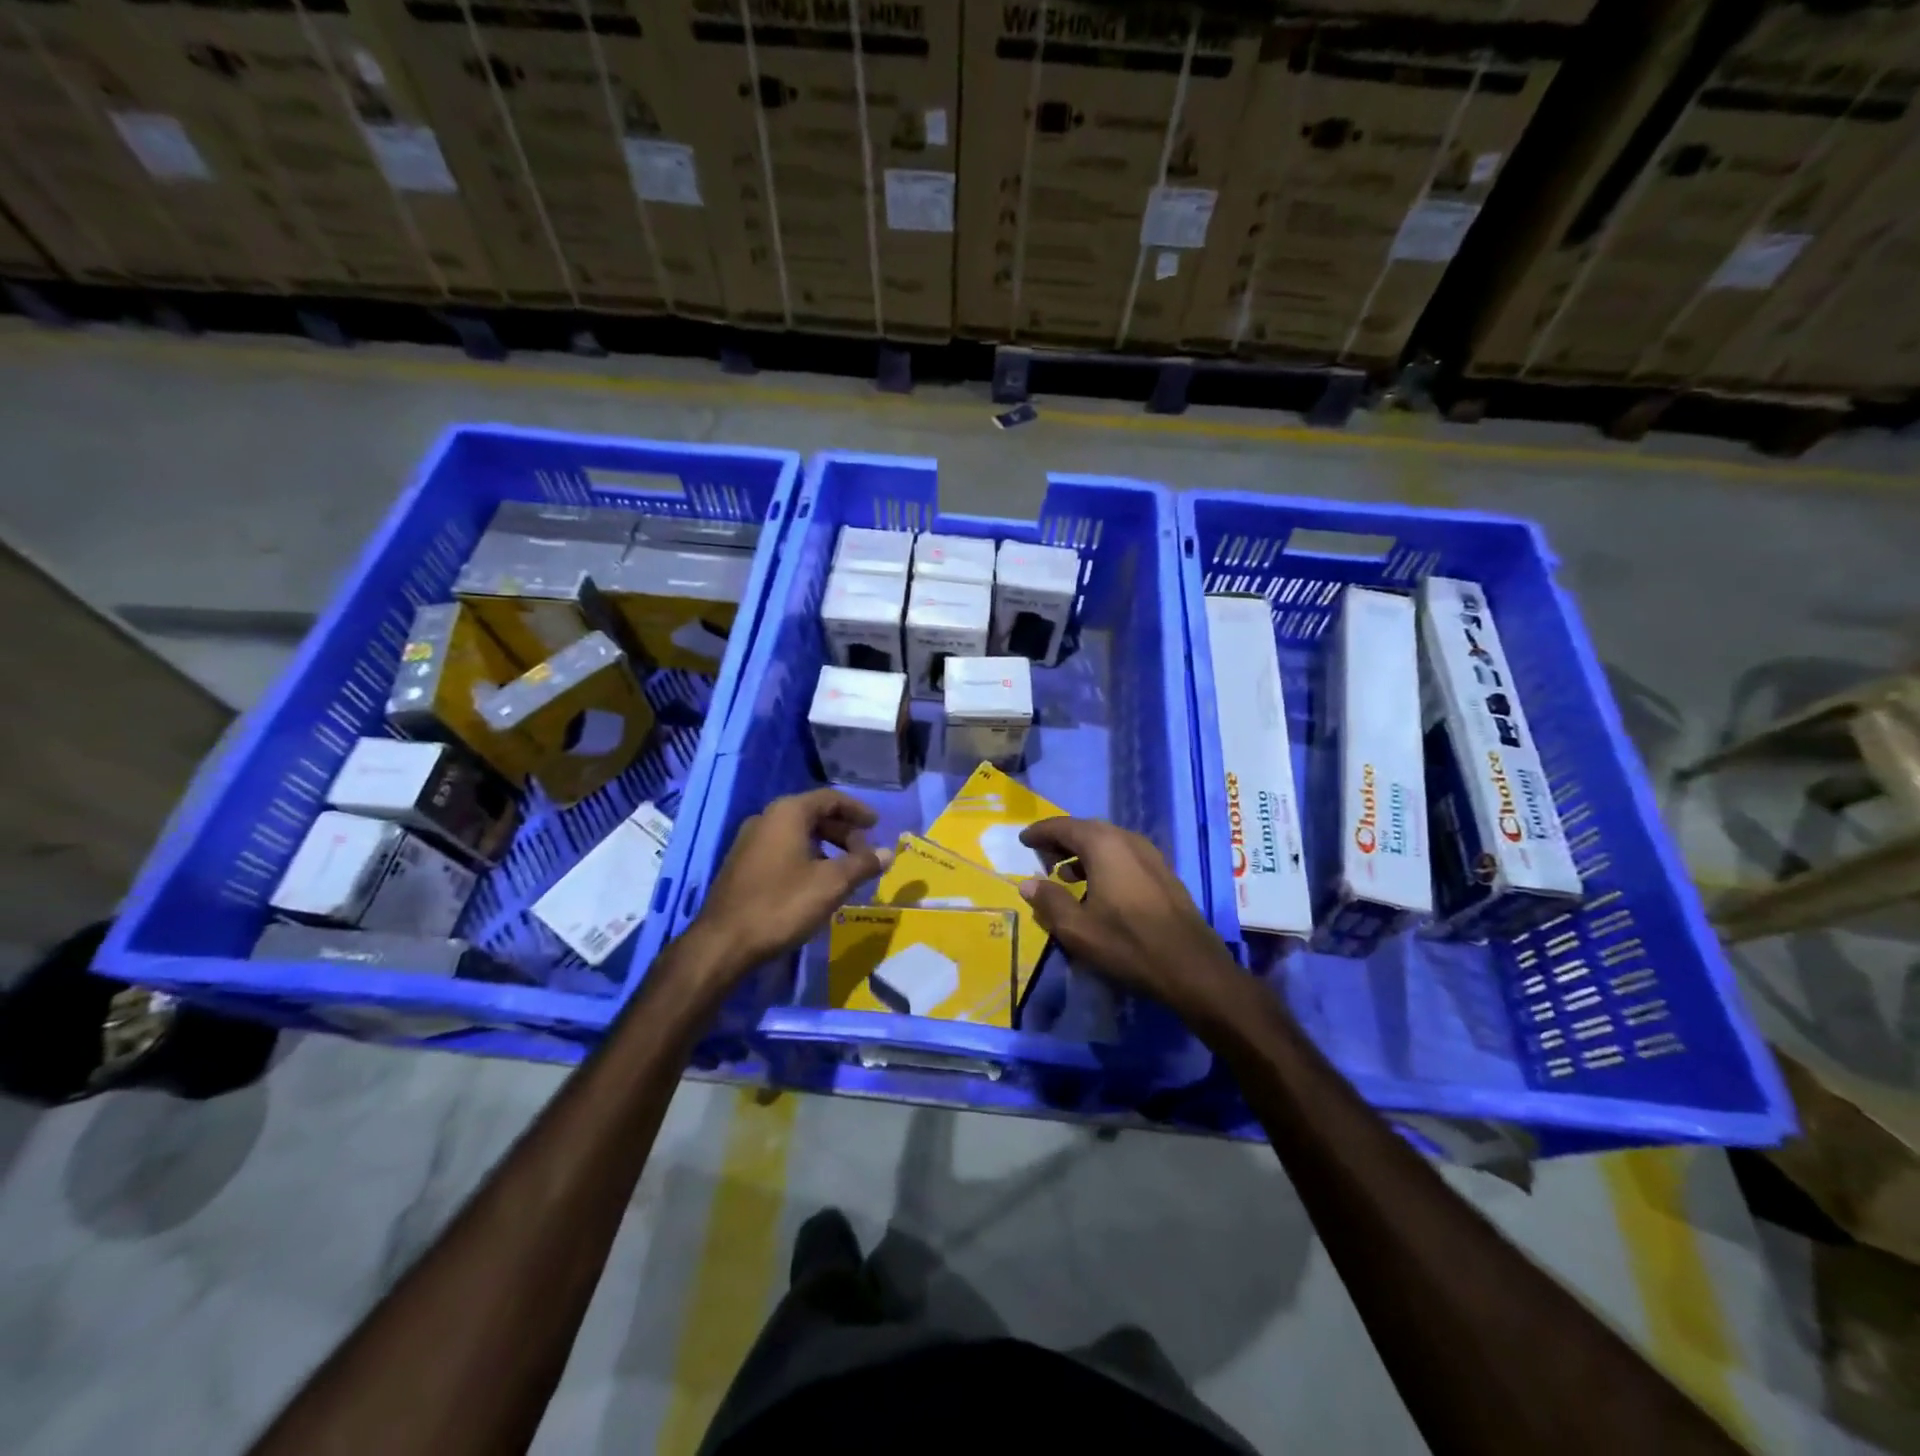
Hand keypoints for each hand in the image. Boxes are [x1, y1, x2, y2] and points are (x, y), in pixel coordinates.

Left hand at [693, 788, 892, 970]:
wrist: (723, 943)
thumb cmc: (782, 904)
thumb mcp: (831, 884)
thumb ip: (862, 864)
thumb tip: (887, 853)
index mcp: (787, 813)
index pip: (830, 799)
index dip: (857, 810)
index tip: (876, 826)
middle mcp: (766, 819)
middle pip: (813, 814)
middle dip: (843, 831)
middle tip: (864, 854)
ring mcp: (749, 842)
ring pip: (797, 834)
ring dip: (825, 847)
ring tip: (844, 871)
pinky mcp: (742, 865)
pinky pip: (782, 849)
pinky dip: (806, 857)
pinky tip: (816, 884)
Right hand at [1018, 817, 1236, 1021]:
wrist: (1191, 966)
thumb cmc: (1127, 943)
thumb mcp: (1076, 928)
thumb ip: (1049, 901)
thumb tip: (1028, 883)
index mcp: (1103, 844)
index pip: (1063, 826)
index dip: (1040, 832)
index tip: (1023, 840)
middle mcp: (1127, 839)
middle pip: (1087, 830)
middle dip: (1061, 841)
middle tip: (1041, 856)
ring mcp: (1150, 855)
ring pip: (1107, 843)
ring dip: (1083, 853)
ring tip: (1065, 875)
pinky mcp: (1163, 873)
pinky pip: (1124, 856)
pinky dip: (1103, 863)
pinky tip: (1098, 889)